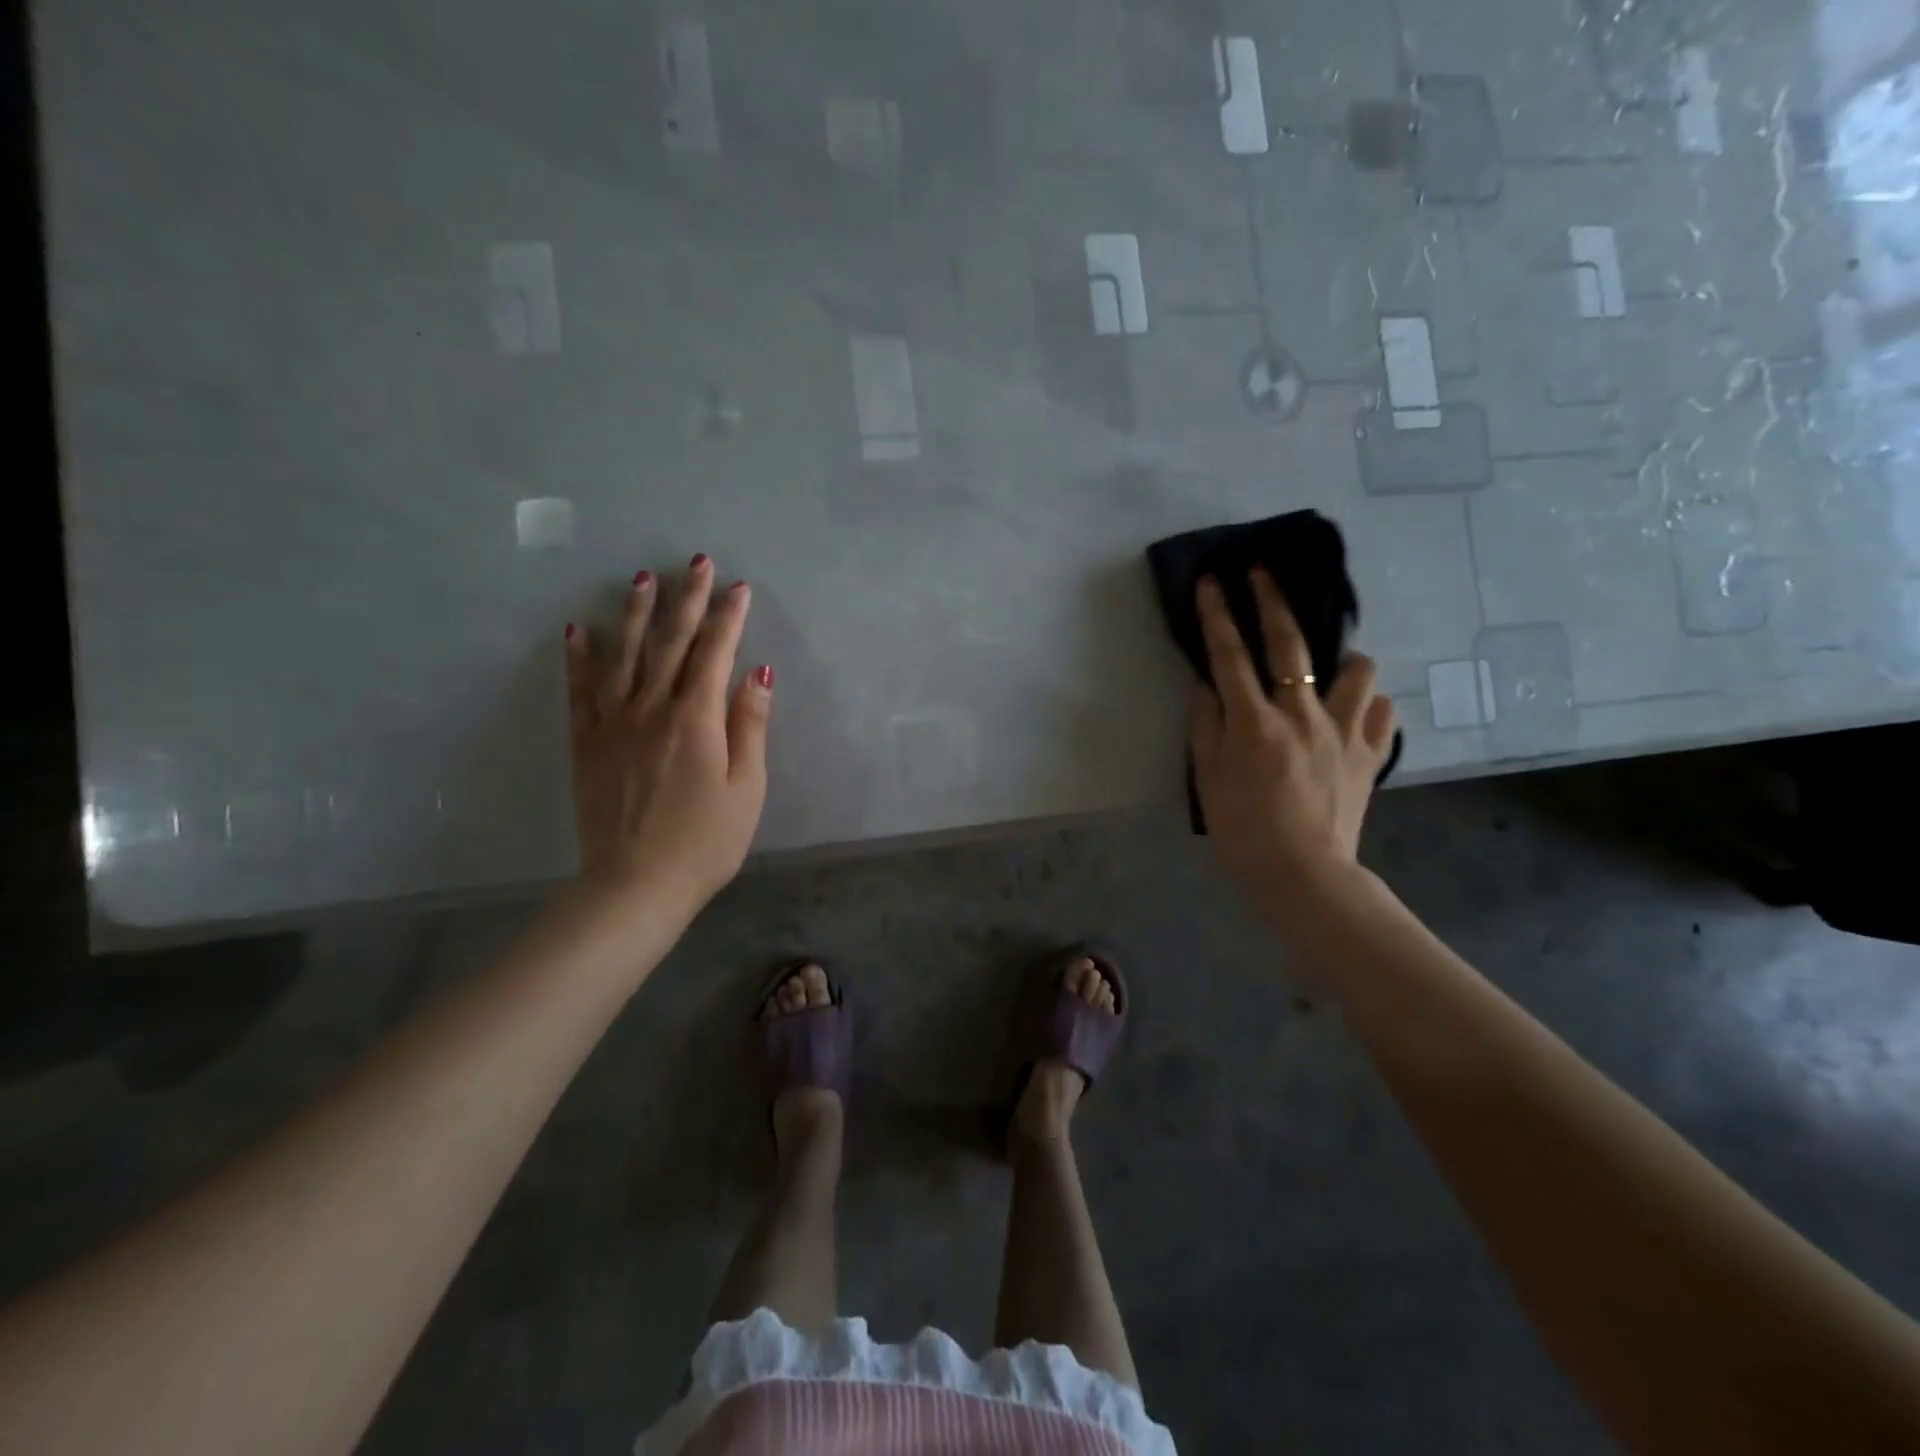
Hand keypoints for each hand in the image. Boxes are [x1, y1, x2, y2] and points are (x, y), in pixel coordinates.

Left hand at [564, 554, 772, 921]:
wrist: (636, 885)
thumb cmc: (705, 842)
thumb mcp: (747, 788)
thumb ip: (750, 726)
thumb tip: (758, 673)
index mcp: (696, 719)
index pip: (716, 653)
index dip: (729, 617)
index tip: (739, 586)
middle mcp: (652, 708)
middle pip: (671, 643)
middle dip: (687, 600)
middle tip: (695, 562)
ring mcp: (614, 723)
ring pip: (624, 655)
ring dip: (635, 614)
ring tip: (642, 579)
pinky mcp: (587, 743)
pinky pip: (581, 691)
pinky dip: (579, 658)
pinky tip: (577, 630)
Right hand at [1188, 569, 1396, 923]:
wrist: (1304, 876)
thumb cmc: (1244, 831)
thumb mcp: (1207, 780)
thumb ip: (1205, 727)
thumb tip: (1208, 687)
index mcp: (1253, 723)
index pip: (1229, 655)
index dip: (1218, 614)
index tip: (1213, 581)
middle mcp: (1301, 714)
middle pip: (1289, 643)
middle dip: (1273, 600)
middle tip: (1264, 572)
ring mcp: (1343, 731)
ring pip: (1356, 668)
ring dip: (1341, 658)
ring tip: (1329, 669)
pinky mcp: (1371, 753)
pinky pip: (1381, 710)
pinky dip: (1367, 703)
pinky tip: (1353, 712)